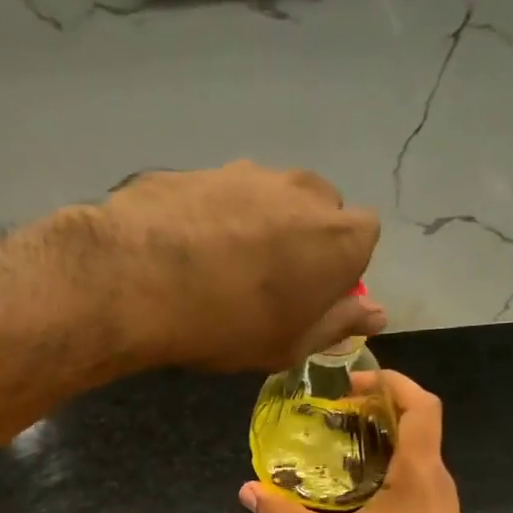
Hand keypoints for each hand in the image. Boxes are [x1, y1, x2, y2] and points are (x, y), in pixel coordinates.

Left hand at [94, 162, 383, 370]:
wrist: (135, 278)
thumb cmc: (228, 323)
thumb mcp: (290, 344)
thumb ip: (339, 323)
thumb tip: (377, 313)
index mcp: (339, 234)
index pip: (363, 237)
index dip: (339, 267)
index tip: (309, 295)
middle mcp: (303, 190)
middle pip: (317, 210)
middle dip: (301, 239)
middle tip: (263, 282)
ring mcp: (247, 172)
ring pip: (268, 198)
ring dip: (256, 225)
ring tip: (216, 266)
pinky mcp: (198, 168)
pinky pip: (219, 195)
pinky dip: (211, 217)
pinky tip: (181, 249)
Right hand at [240, 370, 480, 512]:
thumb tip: (248, 491)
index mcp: (420, 472)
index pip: (421, 405)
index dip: (391, 381)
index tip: (351, 382)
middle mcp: (435, 479)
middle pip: (415, 423)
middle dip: (376, 408)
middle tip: (331, 413)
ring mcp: (437, 503)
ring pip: (413, 452)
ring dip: (379, 439)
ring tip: (334, 444)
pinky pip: (410, 478)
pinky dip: (382, 467)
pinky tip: (349, 489)